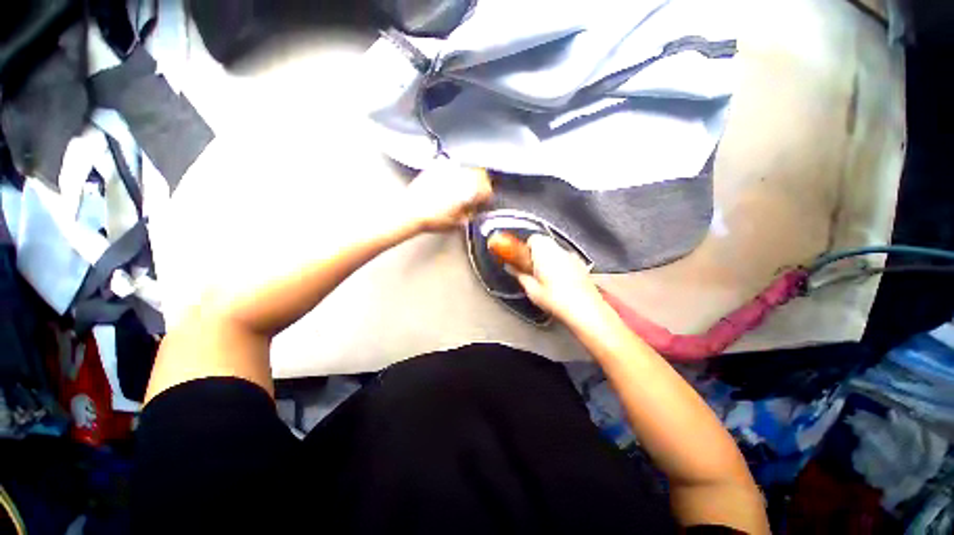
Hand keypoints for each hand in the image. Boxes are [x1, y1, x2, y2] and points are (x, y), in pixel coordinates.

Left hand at [404, 163, 492, 231]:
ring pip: (467, 168)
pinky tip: (451, 183)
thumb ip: (470, 214)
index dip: (488, 197)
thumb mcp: (458, 223)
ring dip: (470, 177)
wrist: (412, 211)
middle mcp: (462, 176)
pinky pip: (452, 167)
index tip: (485, 201)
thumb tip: (473, 210)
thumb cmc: (433, 218)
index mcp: (470, 190)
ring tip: (466, 187)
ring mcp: (449, 169)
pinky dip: (455, 174)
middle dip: (482, 184)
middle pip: (480, 174)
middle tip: (478, 193)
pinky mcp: (437, 167)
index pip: (487, 189)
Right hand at [516, 235, 609, 326]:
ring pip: (556, 251)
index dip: (525, 249)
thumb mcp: (532, 290)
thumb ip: (520, 275)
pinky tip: (558, 282)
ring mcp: (573, 257)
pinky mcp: (581, 266)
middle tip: (530, 269)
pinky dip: (560, 266)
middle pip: (544, 243)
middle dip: (536, 254)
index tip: (520, 260)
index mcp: (545, 252)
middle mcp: (560, 251)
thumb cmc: (558, 300)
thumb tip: (513, 270)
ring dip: (548, 259)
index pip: (532, 239)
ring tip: (544, 278)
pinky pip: (566, 260)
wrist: (585, 310)